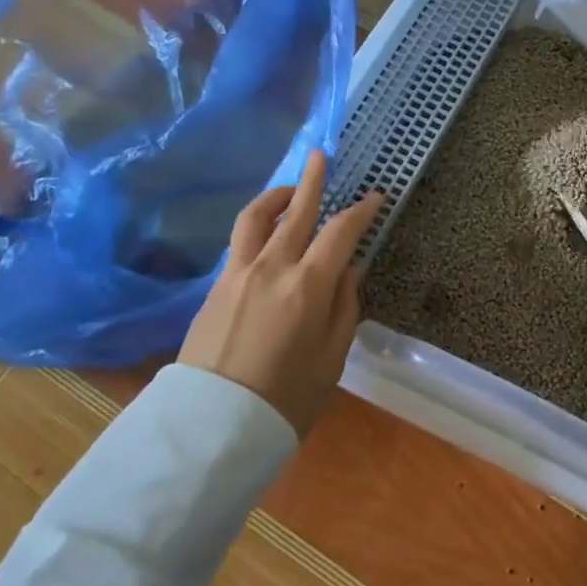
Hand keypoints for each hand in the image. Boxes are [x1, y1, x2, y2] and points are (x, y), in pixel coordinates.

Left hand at [178, 150, 384, 433]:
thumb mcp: (331, 359)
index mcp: (307, 287)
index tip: (375, 196)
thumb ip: (344, 307)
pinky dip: (258, 226)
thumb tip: (349, 270)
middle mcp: (272, 268)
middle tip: (322, 156)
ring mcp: (238, 274)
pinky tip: (267, 235)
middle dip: (313, 181)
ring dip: (277, 197)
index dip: (361, 210)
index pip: (341, 232)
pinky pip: (239, 242)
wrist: (210, 429)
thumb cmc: (285, 400)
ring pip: (257, 218)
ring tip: (290, 190)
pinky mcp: (215, 287)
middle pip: (297, 212)